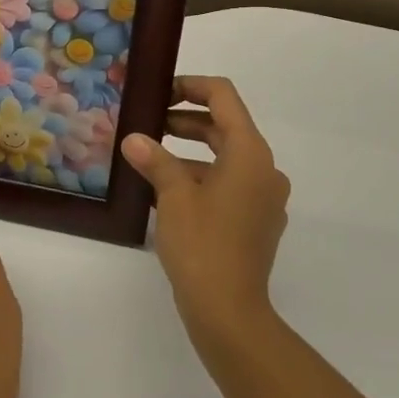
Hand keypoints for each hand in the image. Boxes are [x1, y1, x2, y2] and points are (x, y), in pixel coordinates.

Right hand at [122, 76, 290, 347]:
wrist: (229, 311)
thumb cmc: (202, 245)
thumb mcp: (173, 196)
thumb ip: (155, 160)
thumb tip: (134, 139)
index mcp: (250, 153)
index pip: (223, 97)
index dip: (190, 86)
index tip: (159, 93)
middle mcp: (265, 169)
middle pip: (225, 128)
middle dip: (185, 122)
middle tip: (147, 125)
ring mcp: (264, 198)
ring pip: (225, 159)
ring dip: (189, 154)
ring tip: (149, 160)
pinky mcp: (257, 222)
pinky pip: (229, 186)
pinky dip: (200, 180)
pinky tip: (165, 193)